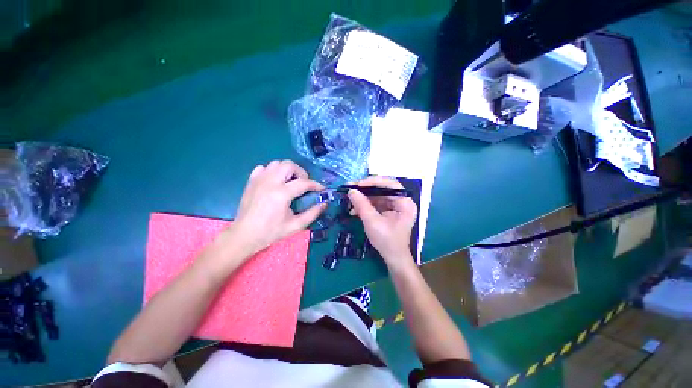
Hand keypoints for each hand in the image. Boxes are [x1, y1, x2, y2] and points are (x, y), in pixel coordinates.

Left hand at [229, 160, 325, 256]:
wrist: (245, 235)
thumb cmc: (271, 232)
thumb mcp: (296, 226)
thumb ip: (312, 213)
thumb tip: (324, 203)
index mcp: (281, 194)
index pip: (304, 182)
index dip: (316, 185)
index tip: (321, 189)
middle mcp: (270, 182)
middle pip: (289, 165)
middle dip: (301, 172)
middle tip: (303, 184)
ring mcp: (259, 180)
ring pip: (276, 163)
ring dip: (287, 170)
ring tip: (290, 182)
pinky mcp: (251, 181)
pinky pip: (264, 168)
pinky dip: (272, 171)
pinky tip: (275, 182)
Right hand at [347, 176, 417, 268]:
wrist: (393, 258)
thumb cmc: (387, 241)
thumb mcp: (372, 222)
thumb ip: (362, 205)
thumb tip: (351, 191)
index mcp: (405, 202)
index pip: (390, 184)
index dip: (373, 182)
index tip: (358, 185)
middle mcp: (402, 201)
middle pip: (382, 188)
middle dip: (365, 189)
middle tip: (350, 187)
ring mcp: (395, 206)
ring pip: (377, 195)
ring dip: (363, 198)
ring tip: (349, 200)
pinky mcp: (388, 211)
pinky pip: (376, 203)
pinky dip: (365, 205)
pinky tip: (354, 210)